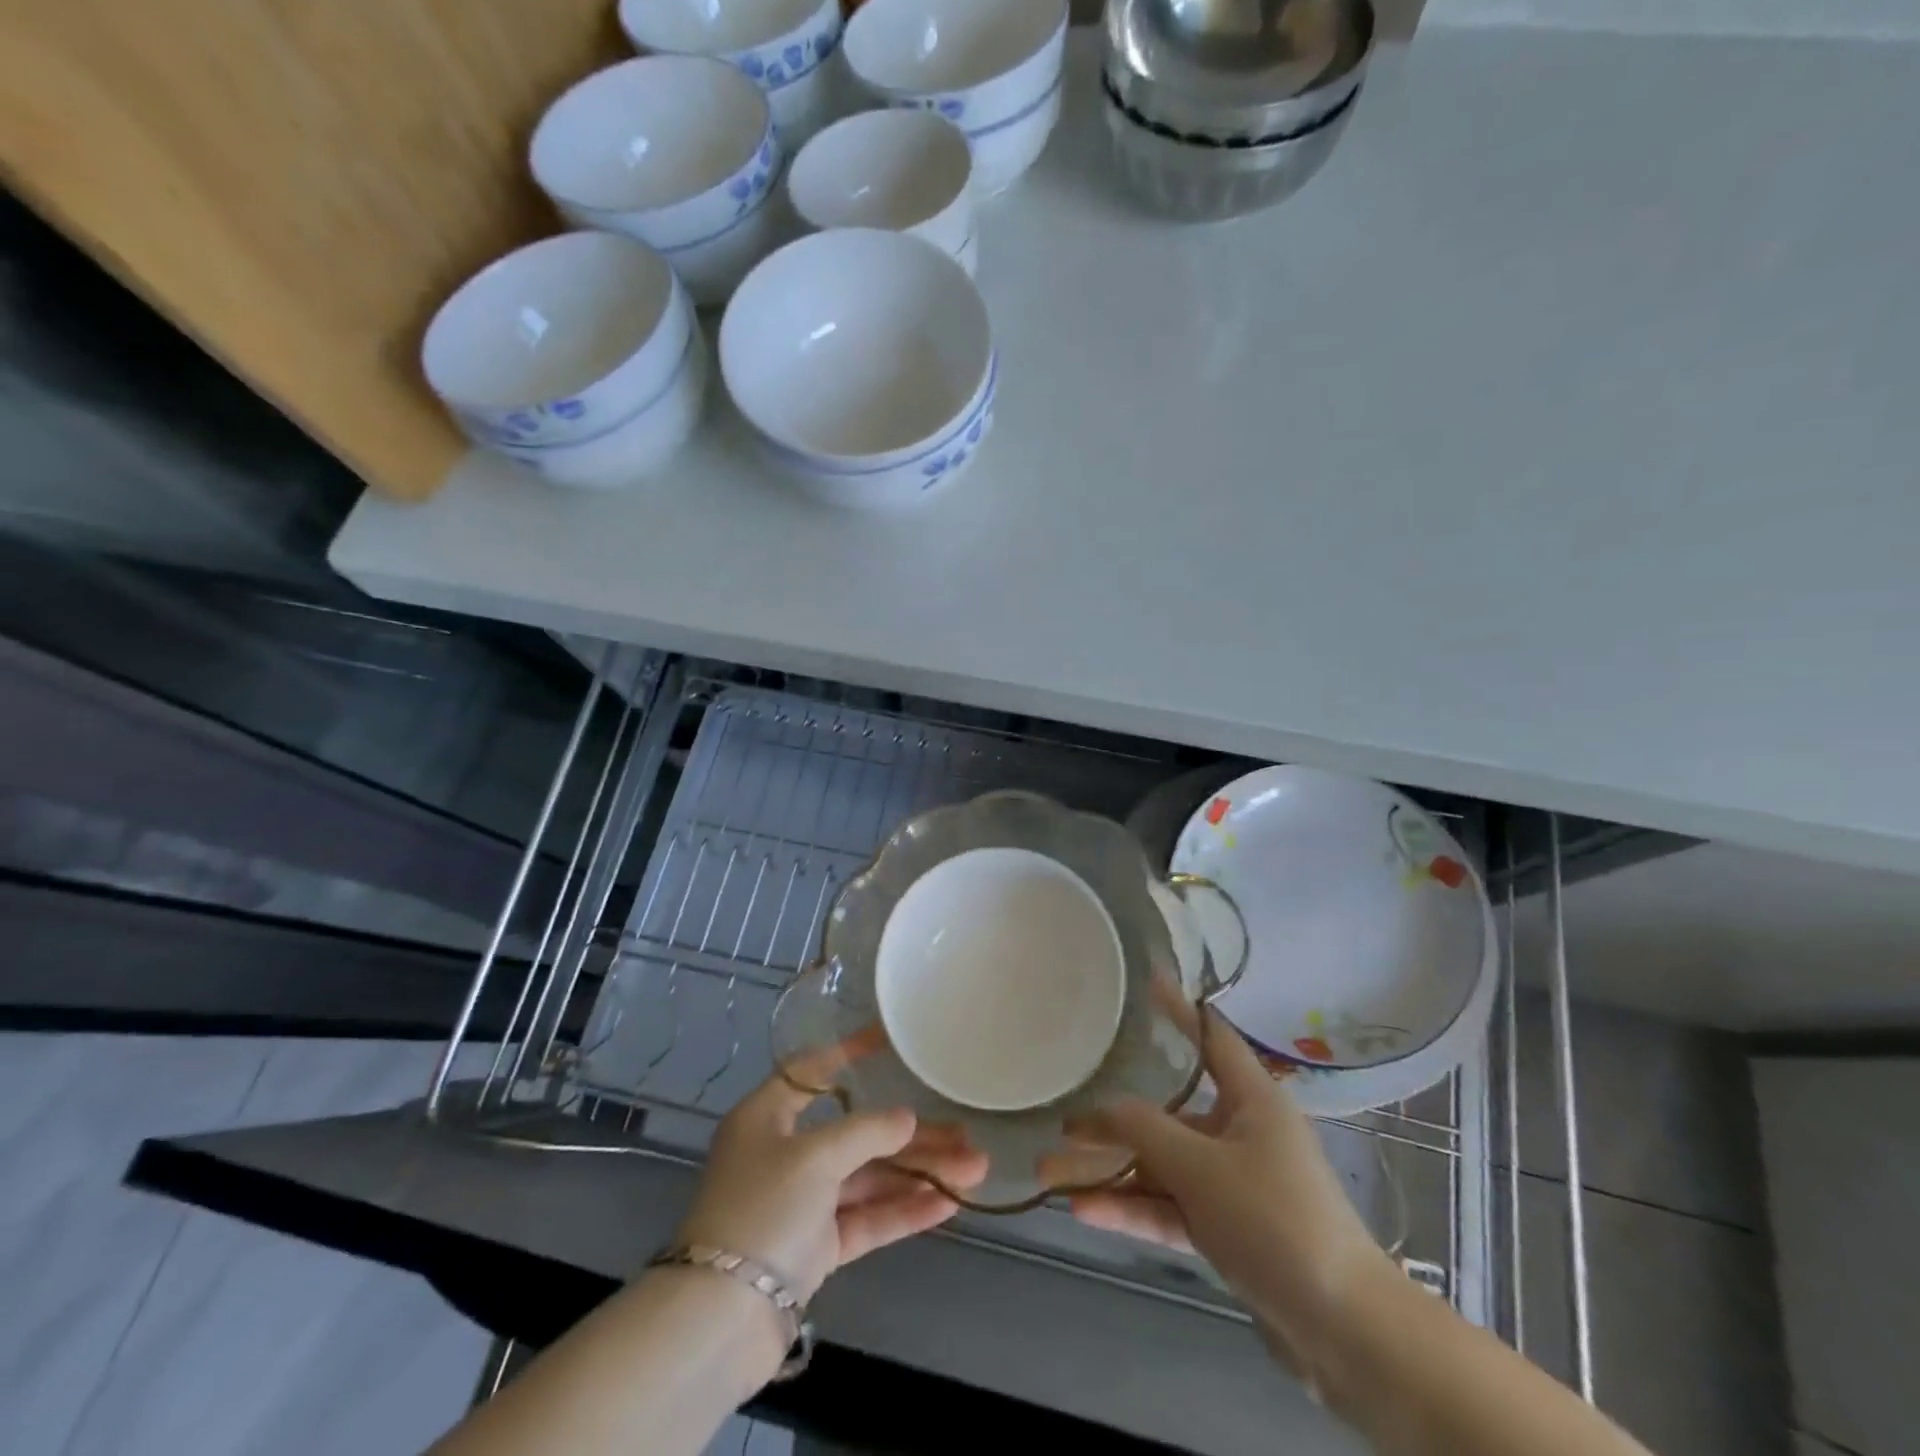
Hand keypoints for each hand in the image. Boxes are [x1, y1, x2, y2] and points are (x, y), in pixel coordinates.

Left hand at [675, 1073, 988, 1305]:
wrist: (721, 1321)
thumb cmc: (763, 1210)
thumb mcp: (815, 1156)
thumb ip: (867, 1131)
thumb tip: (908, 1118)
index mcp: (767, 1117)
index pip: (812, 1071)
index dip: (850, 1053)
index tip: (889, 1040)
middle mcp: (785, 1153)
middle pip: (857, 1134)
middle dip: (912, 1136)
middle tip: (965, 1132)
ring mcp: (802, 1202)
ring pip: (869, 1178)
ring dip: (919, 1174)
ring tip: (974, 1169)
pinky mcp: (816, 1246)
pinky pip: (866, 1218)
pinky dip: (904, 1210)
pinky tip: (947, 1204)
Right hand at [1068, 1009, 1392, 1364]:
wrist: (1343, 1331)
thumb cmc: (1275, 1220)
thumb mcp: (1202, 1168)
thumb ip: (1145, 1131)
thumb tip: (1101, 1110)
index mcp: (1251, 1098)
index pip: (1210, 1036)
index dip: (1179, 1008)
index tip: (1147, 979)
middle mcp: (1240, 1131)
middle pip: (1167, 1113)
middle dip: (1112, 1121)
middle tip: (1062, 1120)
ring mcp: (1233, 1183)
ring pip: (1161, 1166)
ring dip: (1110, 1172)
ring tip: (1051, 1175)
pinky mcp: (1227, 1228)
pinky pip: (1171, 1206)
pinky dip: (1131, 1207)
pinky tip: (1083, 1211)